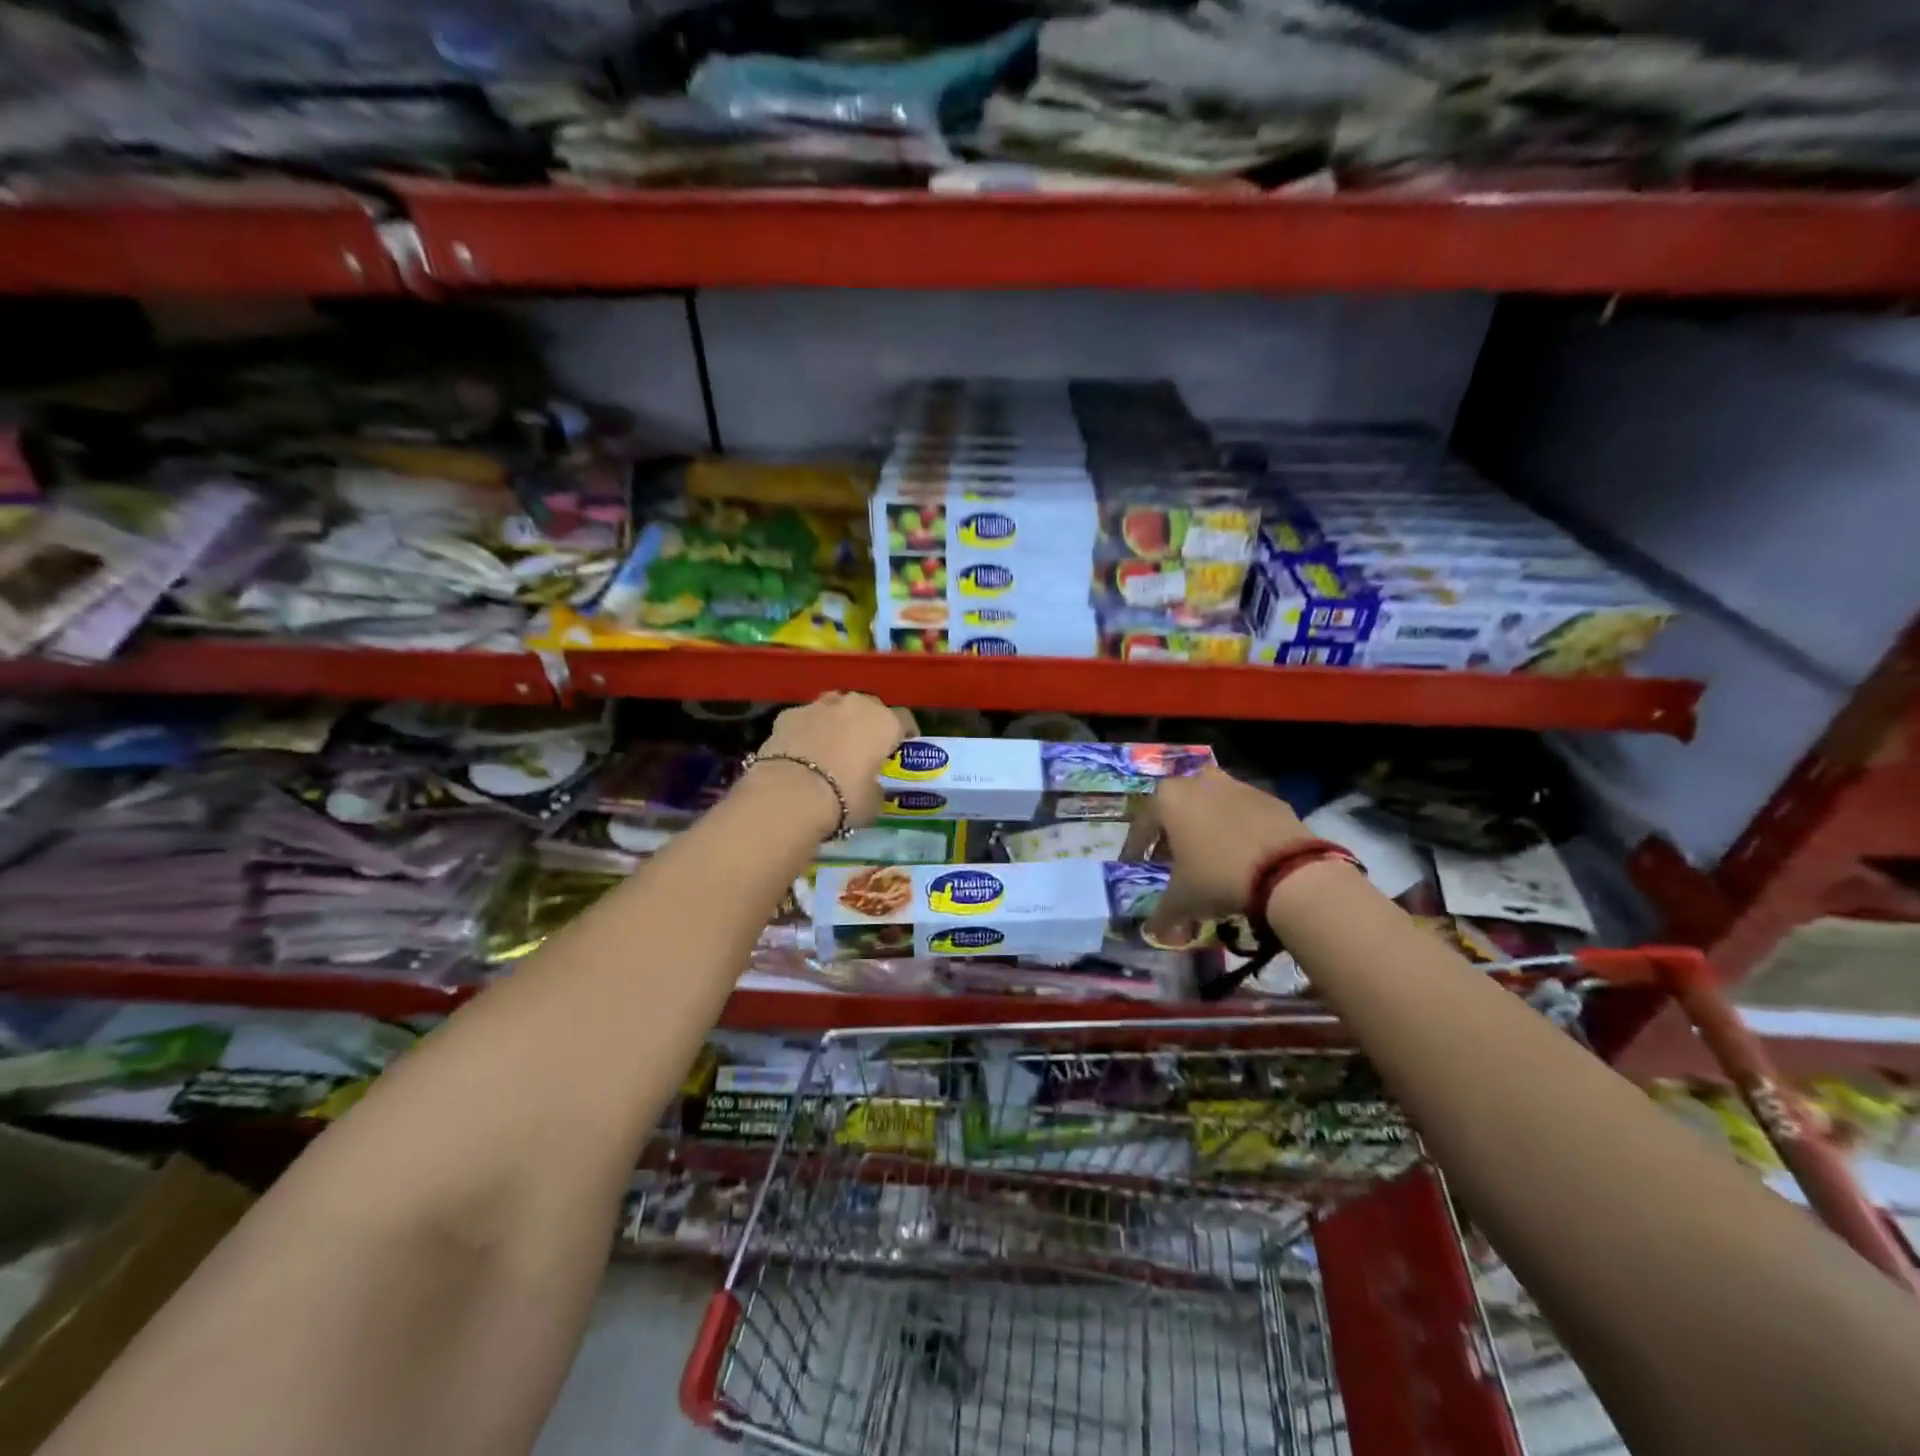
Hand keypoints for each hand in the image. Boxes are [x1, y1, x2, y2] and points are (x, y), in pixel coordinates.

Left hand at [747, 692, 917, 835]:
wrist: (791, 794)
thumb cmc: (845, 797)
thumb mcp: (873, 801)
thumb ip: (876, 787)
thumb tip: (870, 785)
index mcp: (884, 723)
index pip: (904, 720)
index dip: (905, 732)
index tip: (903, 746)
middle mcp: (855, 705)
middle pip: (868, 707)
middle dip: (868, 723)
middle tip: (864, 746)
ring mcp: (819, 705)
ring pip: (835, 707)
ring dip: (837, 721)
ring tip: (831, 744)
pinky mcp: (788, 714)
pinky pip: (805, 719)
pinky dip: (806, 730)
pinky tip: (801, 750)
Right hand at [1140, 766, 1312, 939]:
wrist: (1289, 872)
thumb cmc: (1217, 877)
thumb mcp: (1182, 901)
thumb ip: (1162, 914)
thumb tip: (1153, 931)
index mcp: (1168, 798)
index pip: (1142, 825)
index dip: (1136, 848)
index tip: (1135, 865)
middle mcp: (1198, 781)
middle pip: (1177, 808)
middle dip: (1172, 833)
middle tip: (1172, 859)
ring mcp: (1237, 785)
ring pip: (1211, 806)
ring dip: (1205, 826)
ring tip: (1209, 856)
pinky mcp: (1269, 797)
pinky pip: (1243, 812)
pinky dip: (1237, 829)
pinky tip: (1242, 855)